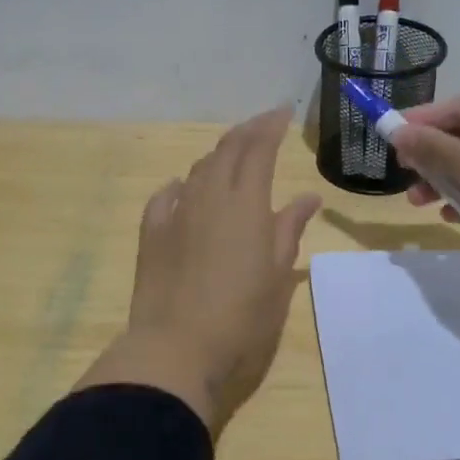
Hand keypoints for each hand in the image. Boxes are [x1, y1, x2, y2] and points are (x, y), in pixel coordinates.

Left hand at [87, 108, 320, 434]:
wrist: (176, 347)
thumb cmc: (241, 316)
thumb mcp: (278, 275)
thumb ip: (289, 229)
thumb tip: (308, 197)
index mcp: (246, 204)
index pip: (259, 149)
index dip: (271, 126)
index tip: (283, 112)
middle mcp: (210, 196)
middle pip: (227, 150)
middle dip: (247, 131)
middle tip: (263, 124)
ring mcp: (177, 212)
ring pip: (199, 169)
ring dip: (218, 155)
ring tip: (232, 155)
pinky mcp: (151, 233)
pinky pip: (166, 196)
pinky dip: (181, 185)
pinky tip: (184, 189)